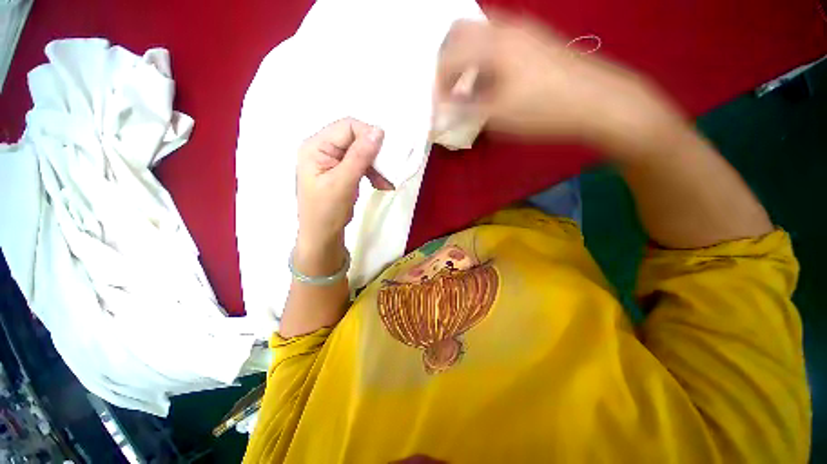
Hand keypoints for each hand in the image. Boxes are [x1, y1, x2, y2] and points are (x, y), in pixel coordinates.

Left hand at [296, 118, 390, 253]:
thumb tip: (378, 131)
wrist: (323, 235)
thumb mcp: (343, 183)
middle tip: (387, 172)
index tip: (385, 155)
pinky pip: (361, 164)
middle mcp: (323, 148)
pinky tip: (381, 185)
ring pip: (361, 152)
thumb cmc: (327, 211)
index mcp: (316, 146)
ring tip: (386, 183)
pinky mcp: (341, 170)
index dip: (368, 136)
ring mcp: (332, 160)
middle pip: (355, 138)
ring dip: (376, 166)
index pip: (347, 127)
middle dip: (374, 155)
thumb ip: (360, 156)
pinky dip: (373, 173)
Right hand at [436, 14, 675, 144]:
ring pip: (480, 36)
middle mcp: (506, 28)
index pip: (449, 56)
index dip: (438, 83)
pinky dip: (483, 60)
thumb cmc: (545, 110)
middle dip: (448, 62)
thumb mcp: (498, 115)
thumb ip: (466, 109)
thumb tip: (444, 107)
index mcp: (494, 44)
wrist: (598, 101)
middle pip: (461, 33)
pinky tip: (489, 82)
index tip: (438, 105)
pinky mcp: (535, 40)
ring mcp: (523, 31)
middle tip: (448, 89)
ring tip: (467, 89)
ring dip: (466, 60)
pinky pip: (497, 42)